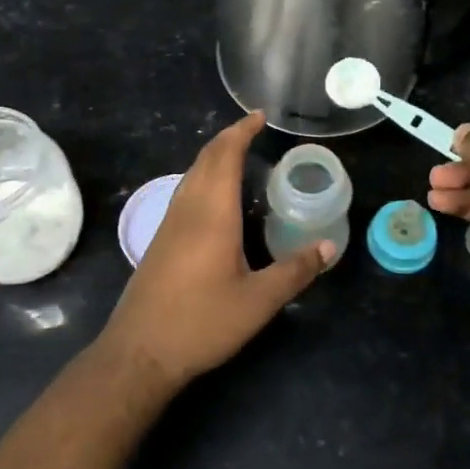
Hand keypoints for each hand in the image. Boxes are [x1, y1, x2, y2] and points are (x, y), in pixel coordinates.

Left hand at [99, 110, 334, 389]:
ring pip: (191, 174)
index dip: (241, 132)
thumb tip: (329, 247)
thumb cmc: (201, 323)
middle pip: (205, 159)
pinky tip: (215, 198)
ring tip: (238, 155)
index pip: (225, 156)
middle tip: (253, 130)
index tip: (258, 116)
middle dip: (228, 138)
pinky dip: (203, 177)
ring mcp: (169, 224)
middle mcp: (188, 209)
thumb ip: (295, 271)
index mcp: (212, 214)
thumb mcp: (258, 302)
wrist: (139, 352)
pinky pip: (184, 192)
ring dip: (213, 157)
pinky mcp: (160, 241)